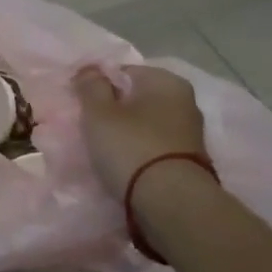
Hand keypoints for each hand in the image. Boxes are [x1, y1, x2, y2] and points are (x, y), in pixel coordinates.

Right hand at [72, 65, 211, 199]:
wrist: (172, 202)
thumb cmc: (131, 148)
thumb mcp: (99, 113)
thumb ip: (91, 86)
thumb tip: (90, 69)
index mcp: (166, 81)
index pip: (123, 72)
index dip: (98, 86)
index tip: (82, 106)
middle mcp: (185, 100)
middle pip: (136, 98)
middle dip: (114, 110)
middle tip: (90, 129)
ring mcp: (190, 132)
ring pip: (145, 124)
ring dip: (126, 133)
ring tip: (104, 150)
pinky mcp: (189, 159)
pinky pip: (155, 146)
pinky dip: (139, 151)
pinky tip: (124, 165)